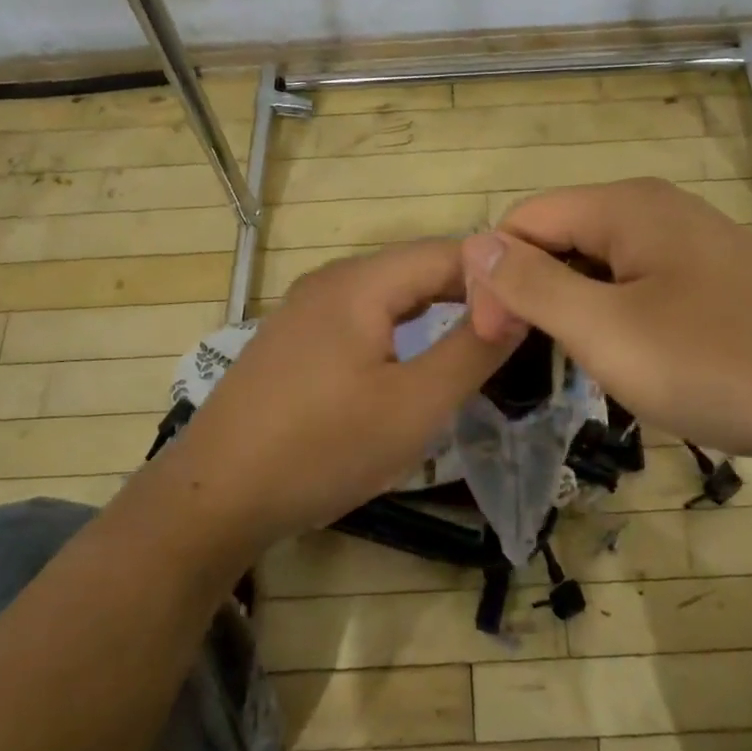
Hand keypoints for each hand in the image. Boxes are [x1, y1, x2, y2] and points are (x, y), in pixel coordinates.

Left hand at [157, 239, 521, 550]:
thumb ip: (471, 350)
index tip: (536, 310)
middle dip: (469, 294)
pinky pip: (362, 317)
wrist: (215, 497)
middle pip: (417, 269)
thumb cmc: (322, 449)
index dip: (498, 276)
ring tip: (475, 342)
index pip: (449, 253)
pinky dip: (400, 330)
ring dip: (435, 312)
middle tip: (513, 331)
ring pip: (389, 294)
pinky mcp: (294, 339)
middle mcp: (331, 280)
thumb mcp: (413, 406)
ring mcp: (306, 308)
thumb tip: (518, 305)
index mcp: (361, 281)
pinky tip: (412, 359)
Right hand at [462, 178, 751, 468]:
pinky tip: (632, 359)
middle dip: (533, 292)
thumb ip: (532, 283)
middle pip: (561, 236)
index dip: (495, 276)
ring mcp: (689, 242)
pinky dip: (615, 317)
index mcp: (625, 205)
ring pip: (598, 265)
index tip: (496, 341)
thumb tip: (474, 243)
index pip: (524, 220)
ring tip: (584, 365)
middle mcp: (655, 209)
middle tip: (536, 360)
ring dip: (574, 310)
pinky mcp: (713, 277)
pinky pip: (638, 284)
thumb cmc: (716, 364)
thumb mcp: (606, 330)